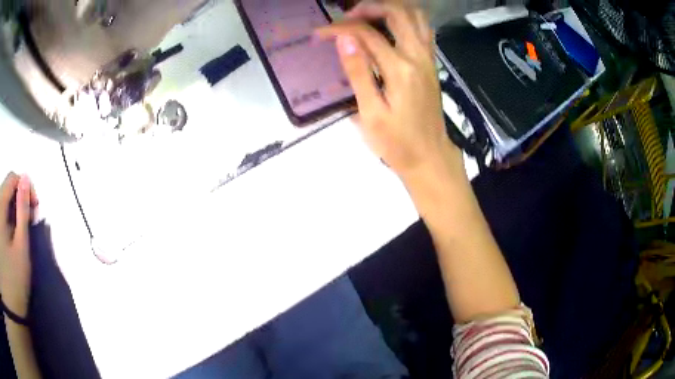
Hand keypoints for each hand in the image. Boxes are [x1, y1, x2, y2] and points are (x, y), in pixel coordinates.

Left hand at [0, 173, 37, 317]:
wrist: (16, 305)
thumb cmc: (15, 279)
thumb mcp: (21, 247)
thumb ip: (23, 211)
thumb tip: (27, 180)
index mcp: (1, 207)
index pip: (12, 179)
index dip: (25, 186)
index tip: (35, 207)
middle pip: (7, 188)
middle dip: (19, 199)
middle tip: (30, 220)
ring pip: (5, 200)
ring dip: (14, 209)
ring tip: (23, 229)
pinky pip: (2, 214)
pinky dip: (9, 218)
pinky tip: (14, 234)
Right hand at [317, 2, 462, 179]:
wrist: (430, 157)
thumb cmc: (397, 143)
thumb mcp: (370, 113)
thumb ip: (358, 72)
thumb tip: (344, 39)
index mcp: (399, 69)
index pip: (366, 33)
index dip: (339, 28)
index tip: (320, 34)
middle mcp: (418, 56)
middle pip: (397, 12)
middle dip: (368, 7)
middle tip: (346, 18)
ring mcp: (428, 58)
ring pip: (415, 16)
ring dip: (390, 9)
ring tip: (366, 17)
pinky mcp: (431, 63)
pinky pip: (423, 29)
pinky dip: (406, 19)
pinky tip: (389, 27)